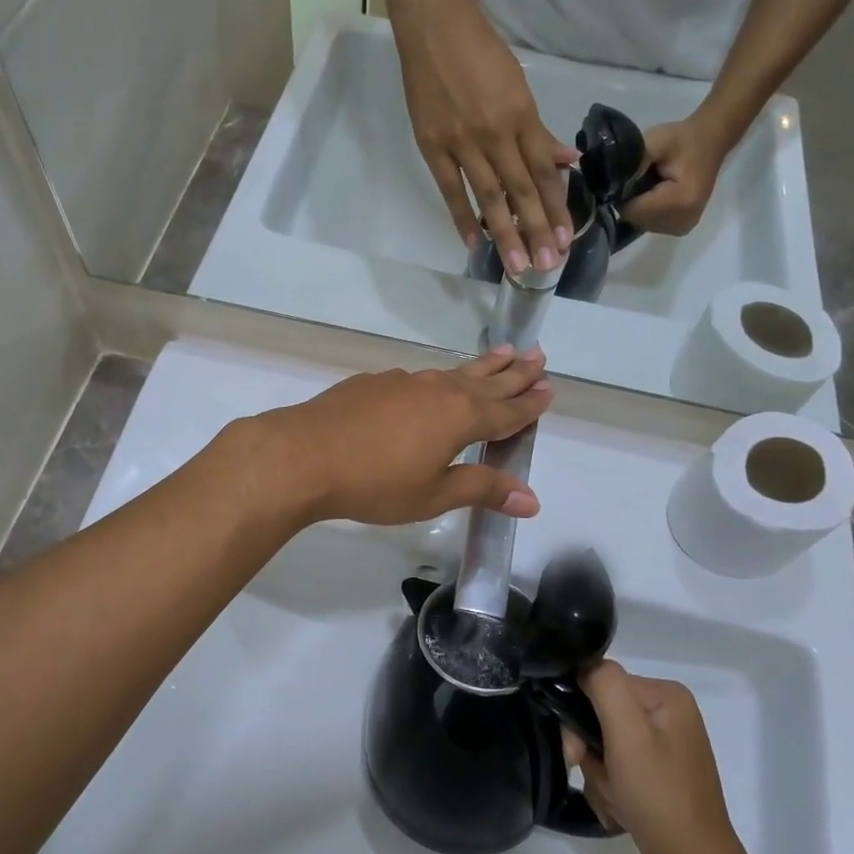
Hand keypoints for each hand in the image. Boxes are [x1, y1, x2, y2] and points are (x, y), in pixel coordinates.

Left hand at [241, 348, 552, 527]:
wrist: (304, 455)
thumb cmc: (375, 483)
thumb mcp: (434, 494)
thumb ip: (482, 490)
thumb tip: (532, 499)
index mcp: (460, 417)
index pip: (506, 411)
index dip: (529, 403)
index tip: (549, 388)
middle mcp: (438, 391)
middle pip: (486, 381)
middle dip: (514, 372)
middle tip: (538, 355)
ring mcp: (404, 381)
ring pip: (453, 372)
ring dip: (481, 366)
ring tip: (501, 353)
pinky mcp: (374, 382)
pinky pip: (420, 377)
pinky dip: (440, 377)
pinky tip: (433, 383)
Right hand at [389, 0, 579, 274]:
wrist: (434, 24)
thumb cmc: (480, 50)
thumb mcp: (519, 85)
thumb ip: (538, 130)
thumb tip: (568, 161)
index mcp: (521, 116)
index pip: (544, 172)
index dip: (557, 207)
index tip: (566, 239)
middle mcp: (496, 134)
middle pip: (521, 191)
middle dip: (536, 230)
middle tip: (547, 265)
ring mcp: (461, 143)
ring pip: (489, 197)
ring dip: (505, 233)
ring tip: (517, 265)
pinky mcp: (432, 146)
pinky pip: (451, 189)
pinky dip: (462, 216)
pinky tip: (474, 243)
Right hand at [563, 661, 744, 853]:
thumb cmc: (659, 796)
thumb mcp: (627, 732)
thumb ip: (604, 684)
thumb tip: (583, 666)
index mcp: (666, 696)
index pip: (603, 683)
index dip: (581, 712)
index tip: (576, 749)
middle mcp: (669, 717)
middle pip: (603, 716)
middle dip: (593, 752)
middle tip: (600, 779)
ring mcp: (665, 751)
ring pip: (605, 748)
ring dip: (600, 777)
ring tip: (617, 802)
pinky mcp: (659, 781)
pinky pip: (618, 772)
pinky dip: (612, 792)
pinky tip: (622, 813)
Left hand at [619, 119, 736, 237]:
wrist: (710, 142)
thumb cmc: (682, 140)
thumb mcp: (656, 141)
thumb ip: (633, 161)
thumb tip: (610, 181)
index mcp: (681, 201)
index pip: (633, 210)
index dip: (623, 194)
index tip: (627, 176)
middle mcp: (683, 221)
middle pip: (636, 219)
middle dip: (630, 200)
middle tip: (639, 177)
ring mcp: (683, 227)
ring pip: (641, 222)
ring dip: (638, 206)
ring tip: (649, 184)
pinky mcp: (680, 228)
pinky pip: (650, 224)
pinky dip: (646, 210)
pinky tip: (654, 194)